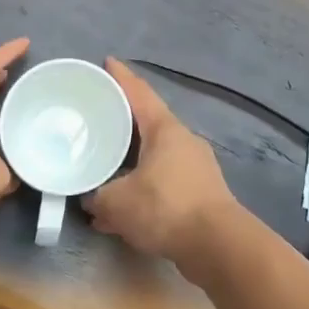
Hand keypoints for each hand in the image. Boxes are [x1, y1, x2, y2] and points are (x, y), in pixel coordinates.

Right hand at [83, 58, 240, 280]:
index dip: (121, 77)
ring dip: (131, 161)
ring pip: (155, 155)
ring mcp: (196, 167)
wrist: (218, 246)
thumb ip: (98, 196)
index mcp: (165, 129)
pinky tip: (123, 210)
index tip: (107, 62)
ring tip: (104, 166)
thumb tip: (90, 200)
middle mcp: (183, 141)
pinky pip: (163, 181)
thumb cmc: (166, 208)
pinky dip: (142, 188)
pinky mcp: (200, 193)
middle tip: (97, 117)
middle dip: (123, 121)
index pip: (139, 93)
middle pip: (148, 123)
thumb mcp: (118, 202)